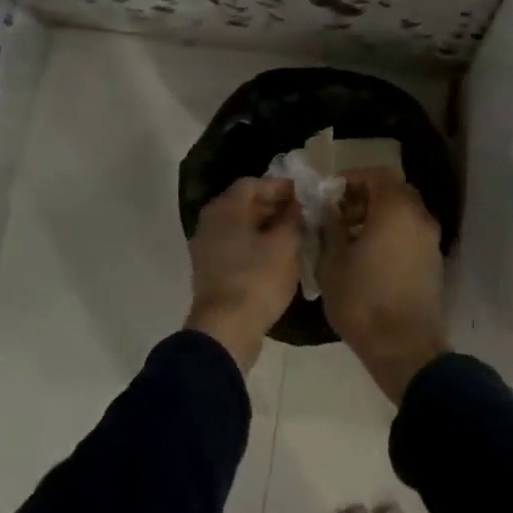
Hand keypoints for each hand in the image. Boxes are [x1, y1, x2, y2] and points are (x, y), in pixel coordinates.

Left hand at [186, 176, 301, 371]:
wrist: (226, 329)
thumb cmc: (258, 279)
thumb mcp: (285, 244)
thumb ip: (293, 217)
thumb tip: (296, 203)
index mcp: (225, 208)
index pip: (254, 183)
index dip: (281, 186)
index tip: (305, 194)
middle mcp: (211, 222)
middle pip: (244, 203)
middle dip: (274, 206)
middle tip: (303, 213)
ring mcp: (207, 247)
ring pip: (241, 226)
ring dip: (267, 226)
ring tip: (295, 234)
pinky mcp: (211, 270)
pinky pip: (236, 246)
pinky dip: (256, 244)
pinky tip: (278, 256)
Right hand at [319, 171, 449, 402]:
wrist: (404, 348)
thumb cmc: (363, 300)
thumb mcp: (332, 262)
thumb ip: (329, 227)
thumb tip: (329, 211)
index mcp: (396, 209)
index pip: (377, 174)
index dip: (352, 179)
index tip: (329, 194)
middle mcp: (419, 218)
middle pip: (393, 191)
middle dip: (364, 197)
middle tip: (338, 215)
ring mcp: (430, 241)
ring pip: (403, 214)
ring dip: (378, 217)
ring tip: (349, 239)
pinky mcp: (433, 263)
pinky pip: (410, 234)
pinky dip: (391, 234)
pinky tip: (368, 258)